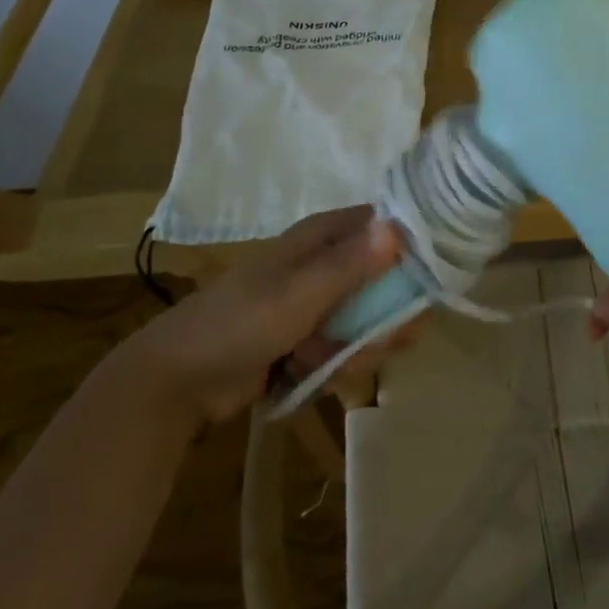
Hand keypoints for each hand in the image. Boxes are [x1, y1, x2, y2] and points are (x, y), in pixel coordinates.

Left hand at [123, 206, 404, 419]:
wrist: (178, 383)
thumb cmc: (239, 324)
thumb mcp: (299, 295)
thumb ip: (351, 265)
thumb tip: (399, 226)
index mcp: (320, 237)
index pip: (382, 225)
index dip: (408, 246)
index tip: (430, 278)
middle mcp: (322, 264)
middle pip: (381, 280)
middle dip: (384, 316)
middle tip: (390, 340)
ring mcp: (314, 304)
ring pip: (364, 320)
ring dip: (353, 348)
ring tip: (318, 362)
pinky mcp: (306, 339)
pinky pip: (342, 348)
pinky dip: (332, 365)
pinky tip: (306, 375)